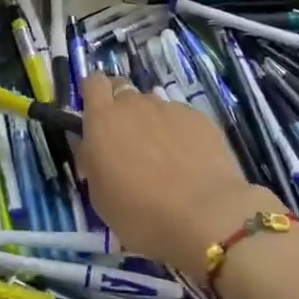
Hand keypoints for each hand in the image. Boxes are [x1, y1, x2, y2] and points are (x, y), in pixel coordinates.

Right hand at [77, 74, 269, 276]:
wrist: (205, 215)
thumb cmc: (141, 214)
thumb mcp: (100, 197)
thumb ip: (92, 162)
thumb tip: (94, 148)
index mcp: (103, 120)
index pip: (93, 83)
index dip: (95, 95)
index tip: (98, 115)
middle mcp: (134, 105)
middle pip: (124, 93)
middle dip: (123, 111)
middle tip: (129, 143)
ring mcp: (169, 108)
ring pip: (153, 106)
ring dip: (152, 123)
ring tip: (164, 157)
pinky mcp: (199, 118)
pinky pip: (181, 118)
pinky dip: (180, 133)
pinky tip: (189, 161)